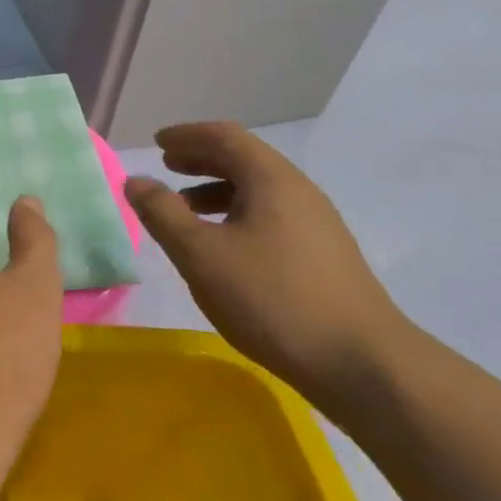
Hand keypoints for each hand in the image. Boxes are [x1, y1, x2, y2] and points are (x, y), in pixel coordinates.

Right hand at [125, 122, 410, 406]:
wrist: (364, 366)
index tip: (158, 142)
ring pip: (259, 190)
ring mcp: (318, 225)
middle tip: (167, 166)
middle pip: (245, 159)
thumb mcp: (201, 254)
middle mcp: (299, 192)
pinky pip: (272, 216)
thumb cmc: (272, 299)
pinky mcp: (324, 256)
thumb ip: (162, 213)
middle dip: (202, 158)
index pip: (225, 136)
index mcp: (271, 180)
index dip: (188, 135)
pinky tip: (224, 246)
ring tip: (185, 209)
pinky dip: (237, 214)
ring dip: (217, 189)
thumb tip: (135, 180)